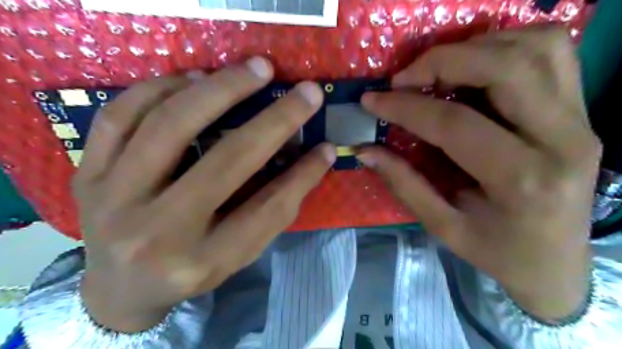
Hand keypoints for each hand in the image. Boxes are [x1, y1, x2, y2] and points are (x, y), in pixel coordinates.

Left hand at [76, 57, 335, 331]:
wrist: (118, 287)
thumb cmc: (189, 270)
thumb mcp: (237, 254)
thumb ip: (273, 210)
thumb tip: (312, 158)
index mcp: (202, 260)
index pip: (267, 209)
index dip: (303, 175)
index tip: (325, 146)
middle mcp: (157, 233)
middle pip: (226, 161)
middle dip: (275, 120)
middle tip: (304, 90)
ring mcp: (113, 200)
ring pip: (169, 126)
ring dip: (219, 89)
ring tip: (252, 69)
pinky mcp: (86, 174)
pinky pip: (119, 116)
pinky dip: (161, 88)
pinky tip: (194, 78)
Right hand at [360, 27, 601, 321]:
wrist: (557, 263)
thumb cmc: (498, 252)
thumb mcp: (443, 226)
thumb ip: (403, 183)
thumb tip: (364, 149)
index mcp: (522, 181)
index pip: (454, 124)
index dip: (405, 107)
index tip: (372, 100)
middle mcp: (563, 141)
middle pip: (504, 69)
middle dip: (442, 62)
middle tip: (403, 78)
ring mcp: (581, 120)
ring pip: (536, 48)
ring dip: (476, 47)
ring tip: (436, 69)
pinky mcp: (582, 111)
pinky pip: (553, 53)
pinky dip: (508, 45)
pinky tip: (475, 66)